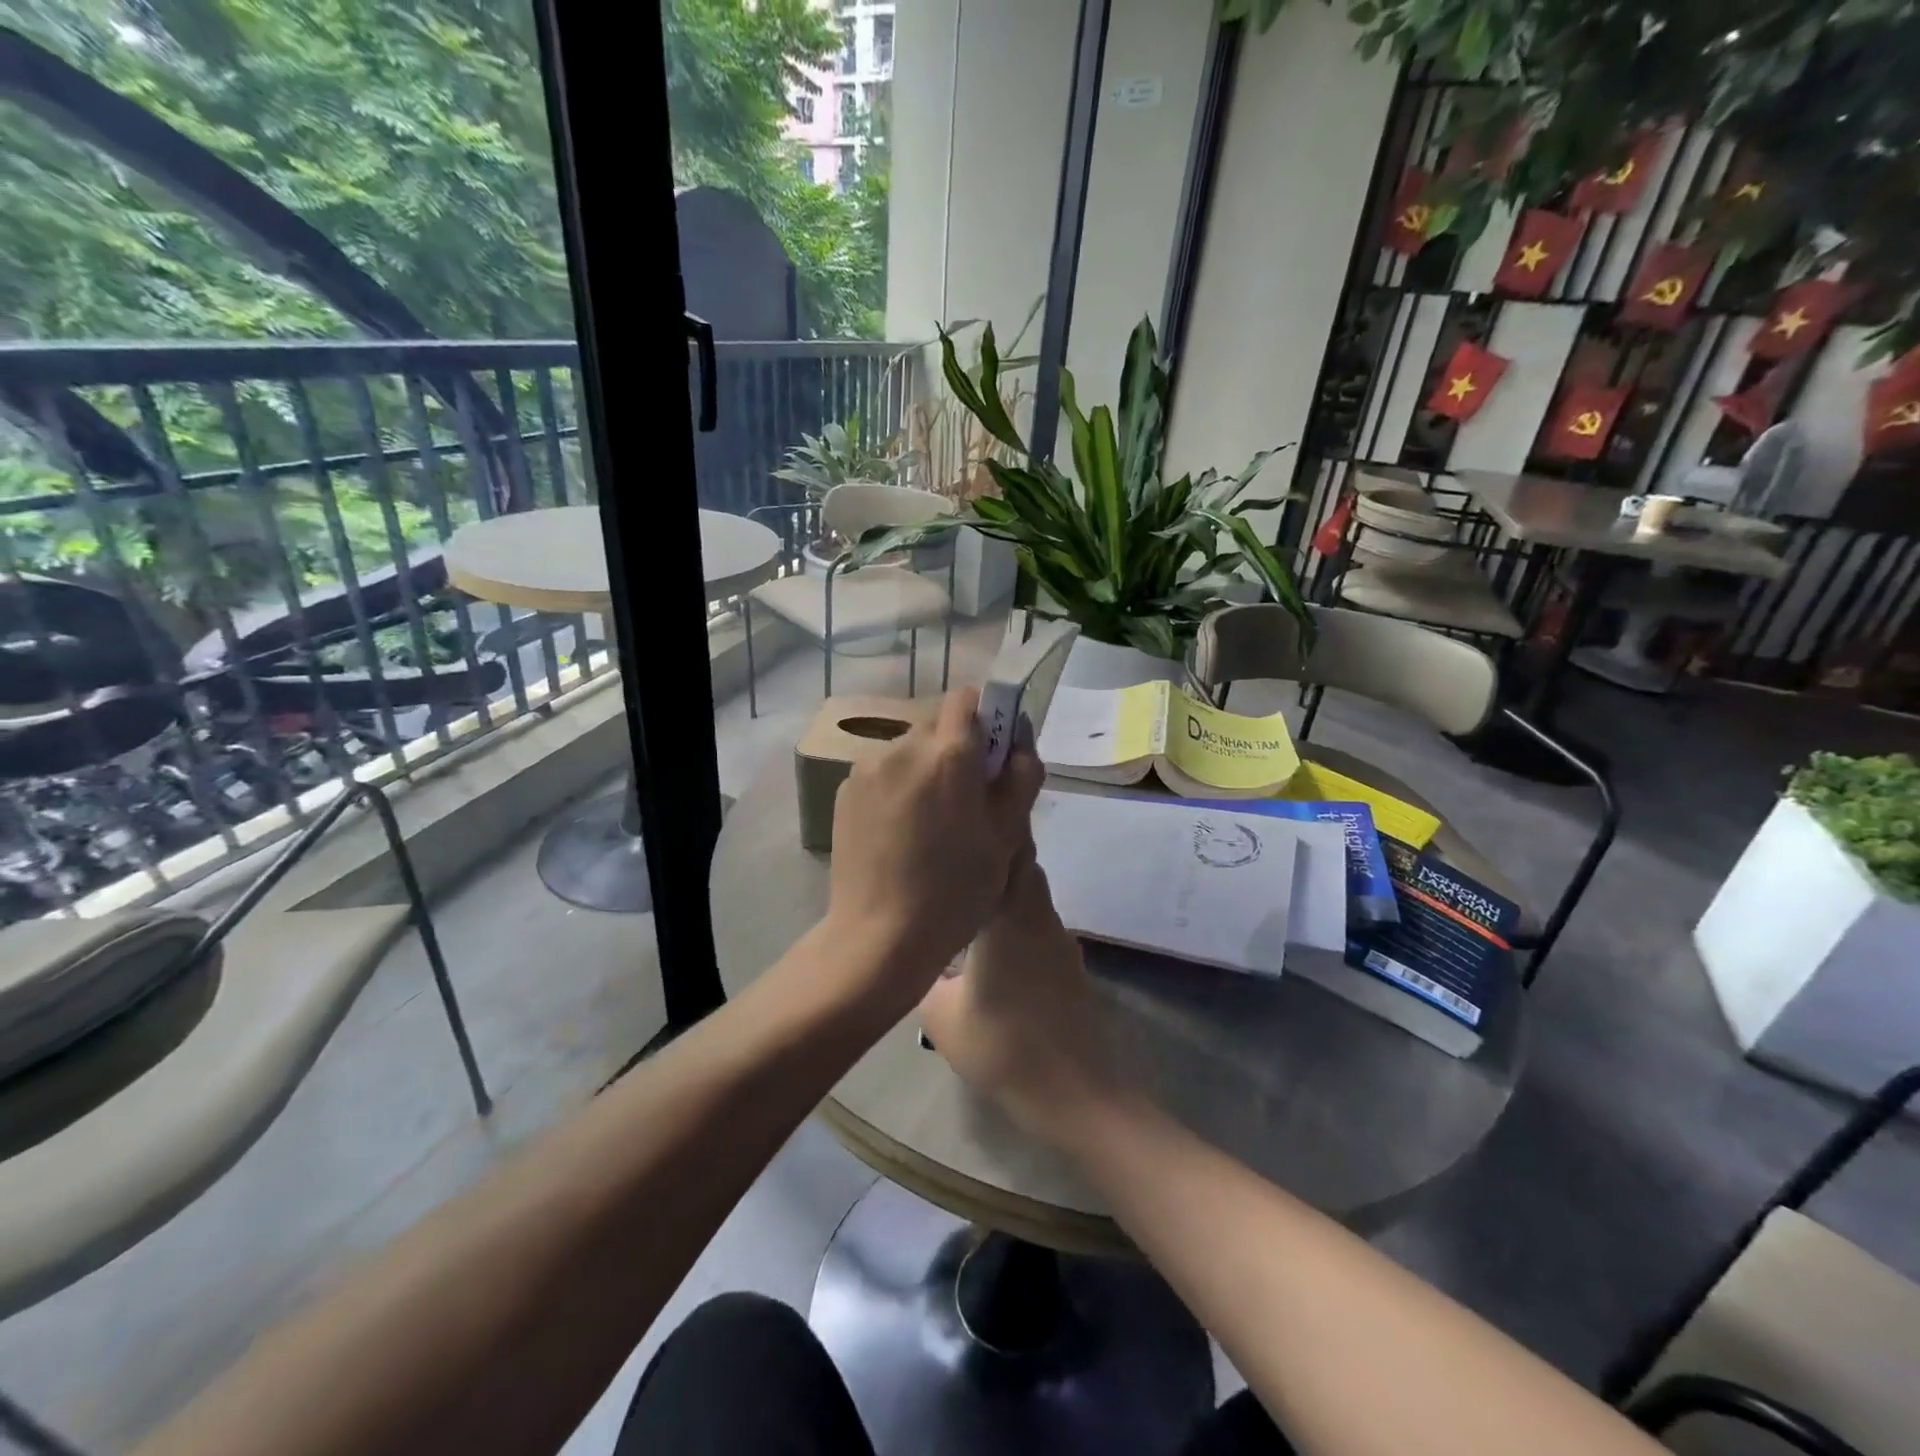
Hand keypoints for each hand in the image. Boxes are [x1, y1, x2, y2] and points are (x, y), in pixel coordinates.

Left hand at [825, 687, 1043, 1019]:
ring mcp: (867, 768)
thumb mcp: (1007, 838)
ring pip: (908, 748)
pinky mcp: (845, 791)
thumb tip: (1019, 746)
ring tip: (930, 818)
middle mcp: (903, 747)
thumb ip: (1020, 778)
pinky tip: (901, 830)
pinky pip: (882, 771)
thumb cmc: (955, 891)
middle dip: (955, 745)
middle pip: (936, 723)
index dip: (986, 717)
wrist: (879, 937)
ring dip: (925, 766)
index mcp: (948, 754)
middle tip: (966, 795)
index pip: (967, 698)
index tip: (992, 754)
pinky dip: (897, 785)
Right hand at [918, 856, 1121, 1147]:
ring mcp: (1059, 939)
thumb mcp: (940, 1015)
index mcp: (1008, 915)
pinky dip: (1020, 918)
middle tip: (958, 860)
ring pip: (1033, 895)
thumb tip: (920, 955)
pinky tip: (996, 945)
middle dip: (996, 856)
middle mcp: (1038, 915)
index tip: (966, 821)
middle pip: (1023, 866)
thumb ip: (926, 974)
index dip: (991, 832)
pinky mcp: (1069, 963)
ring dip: (1008, 889)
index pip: (1007, 852)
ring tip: (970, 899)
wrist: (1071, 1090)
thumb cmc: (1000, 1046)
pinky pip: (1040, 923)